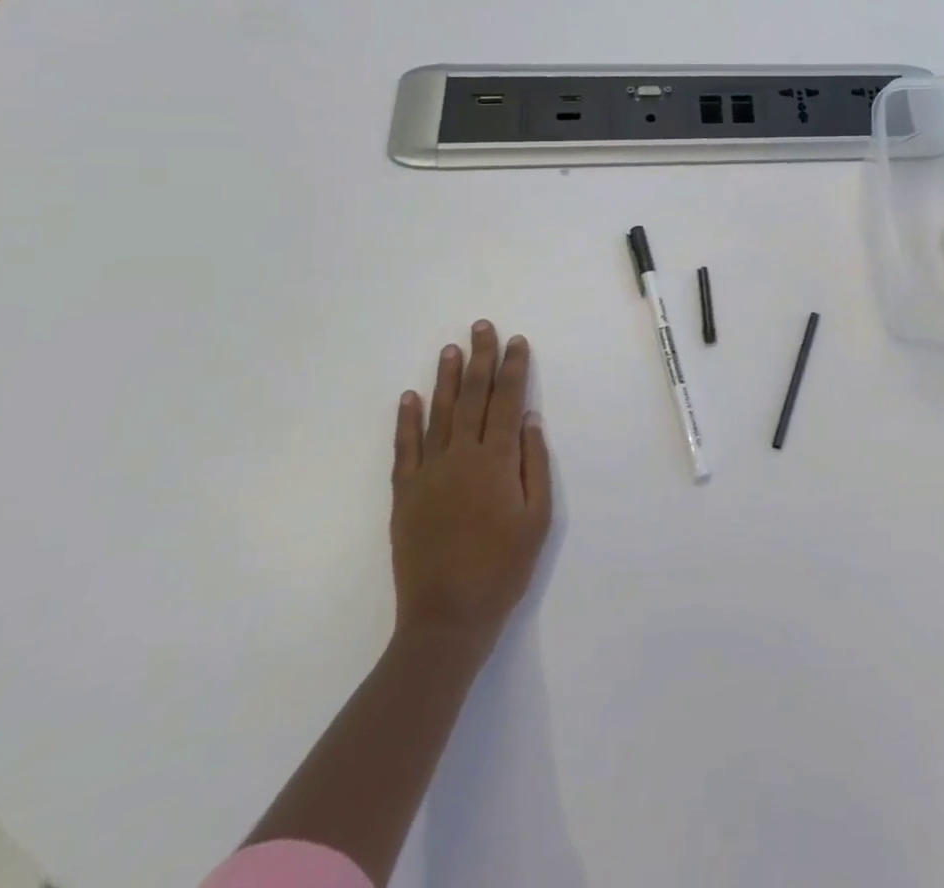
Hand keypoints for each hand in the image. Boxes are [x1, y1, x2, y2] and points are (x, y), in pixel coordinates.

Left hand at [391, 321, 552, 653]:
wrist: (447, 618)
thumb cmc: (504, 567)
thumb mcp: (538, 517)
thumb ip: (534, 463)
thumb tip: (530, 419)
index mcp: (497, 461)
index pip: (508, 401)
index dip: (514, 368)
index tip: (517, 341)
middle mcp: (462, 457)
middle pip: (474, 397)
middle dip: (481, 359)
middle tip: (482, 326)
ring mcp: (429, 474)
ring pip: (439, 413)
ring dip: (447, 378)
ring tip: (451, 348)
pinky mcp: (405, 494)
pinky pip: (405, 448)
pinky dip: (407, 420)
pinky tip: (410, 396)